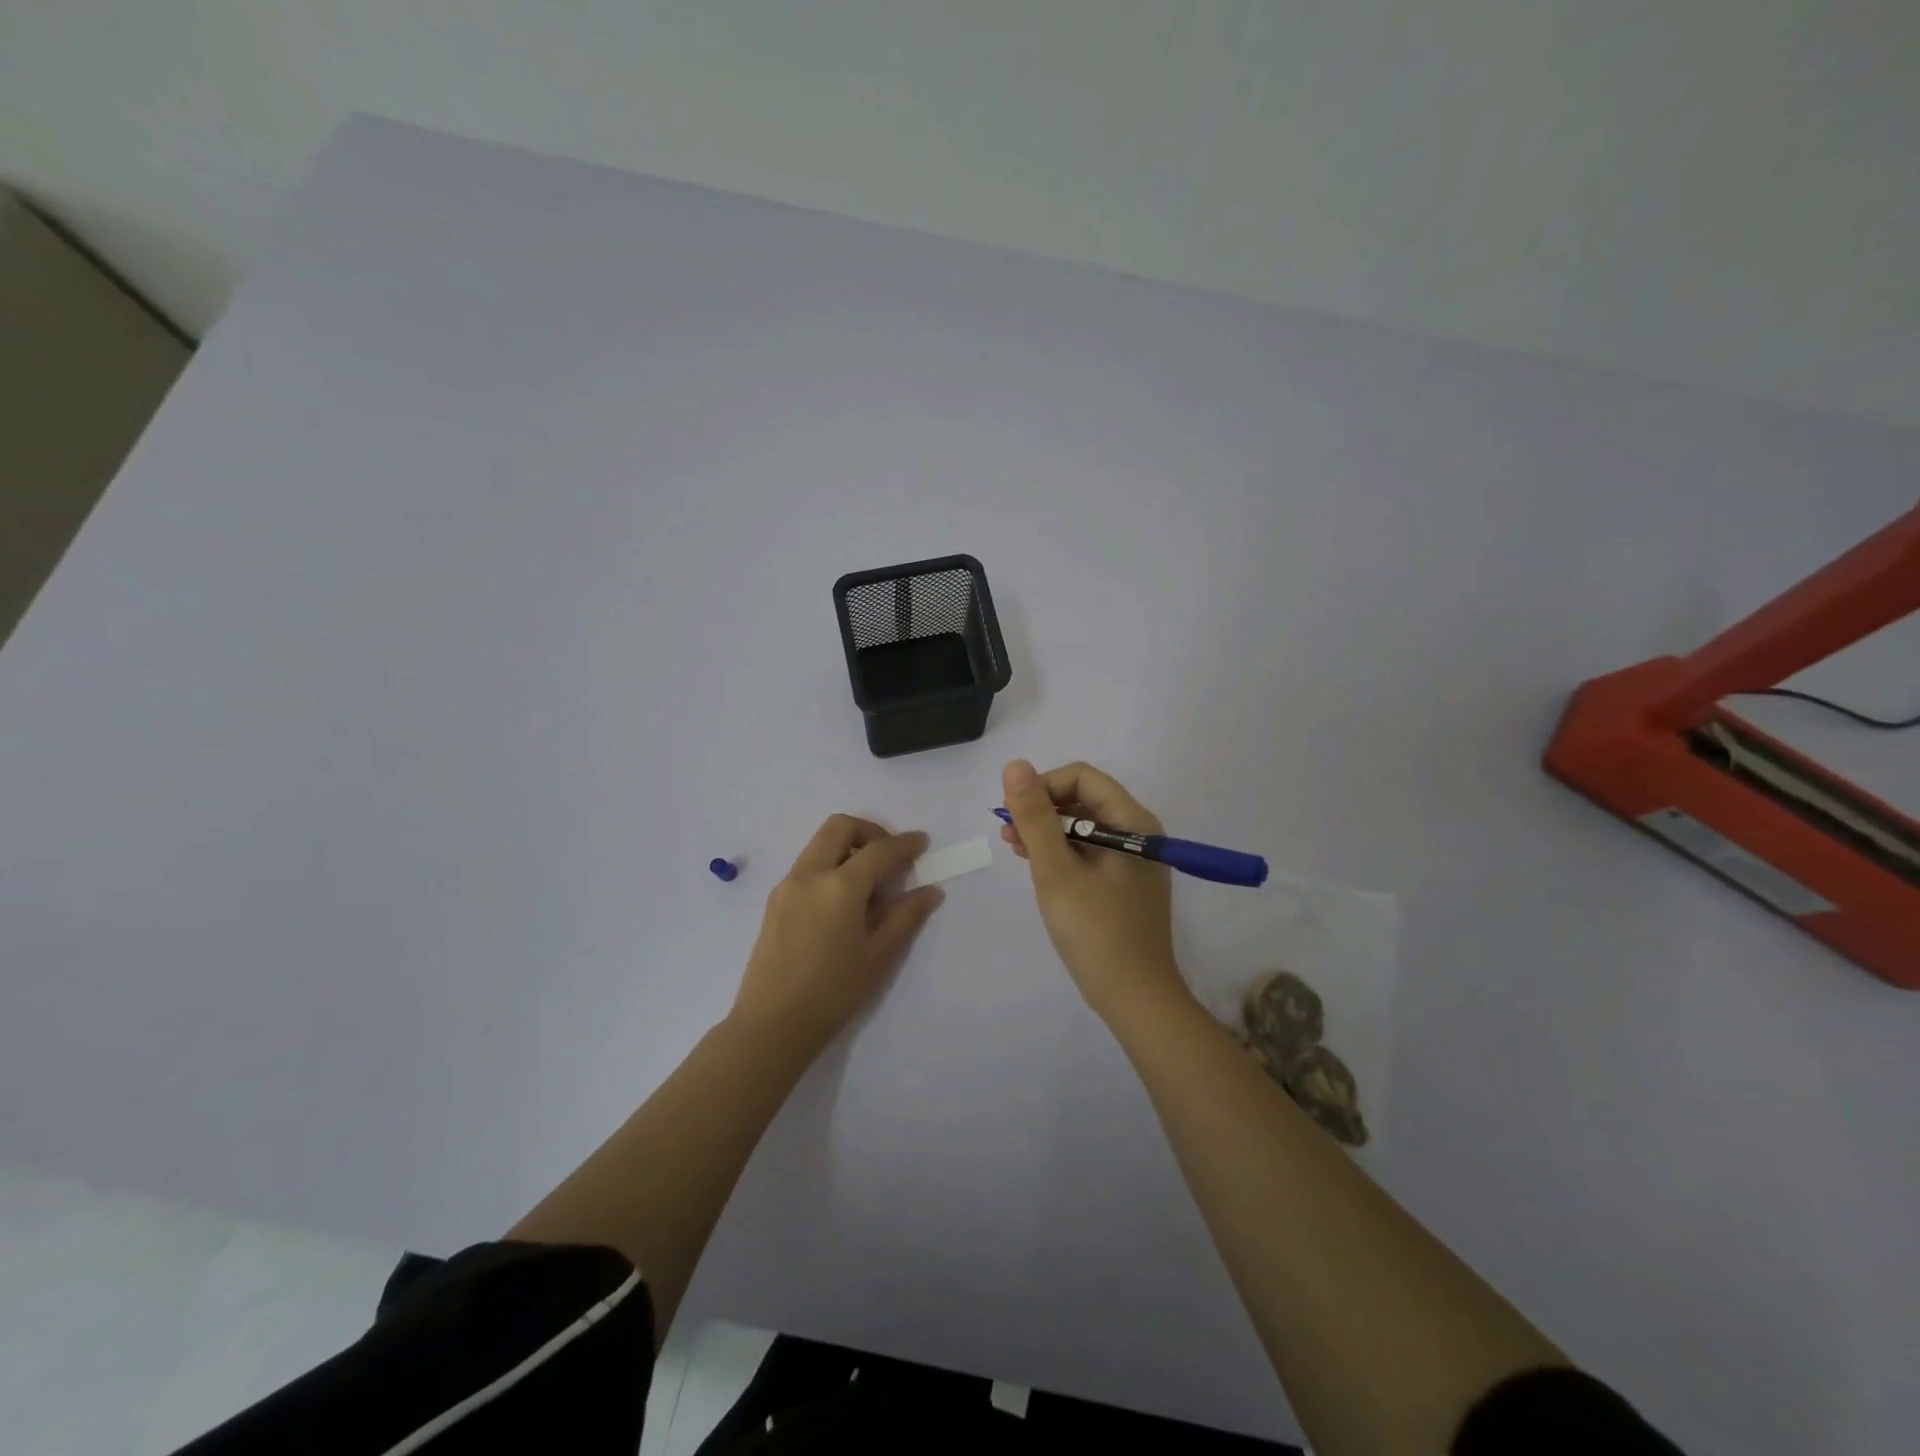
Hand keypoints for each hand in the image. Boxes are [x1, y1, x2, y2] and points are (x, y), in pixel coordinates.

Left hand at [732, 815, 943, 1057]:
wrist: (771, 1025)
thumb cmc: (833, 993)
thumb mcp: (879, 956)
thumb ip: (906, 916)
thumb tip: (931, 891)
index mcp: (840, 886)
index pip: (879, 850)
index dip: (905, 843)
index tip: (922, 843)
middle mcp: (810, 874)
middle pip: (840, 827)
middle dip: (869, 831)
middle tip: (890, 856)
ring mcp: (787, 885)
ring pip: (820, 844)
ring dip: (847, 848)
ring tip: (868, 886)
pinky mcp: (775, 901)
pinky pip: (807, 866)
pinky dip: (829, 866)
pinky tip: (842, 903)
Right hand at [999, 760, 1187, 1021]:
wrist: (1137, 1000)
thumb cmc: (1096, 932)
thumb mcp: (1056, 871)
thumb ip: (1035, 817)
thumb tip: (1016, 765)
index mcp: (1133, 822)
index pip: (1082, 778)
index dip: (1043, 787)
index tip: (1013, 815)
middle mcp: (1139, 833)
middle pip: (1084, 800)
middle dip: (1042, 810)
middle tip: (1008, 835)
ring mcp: (1135, 860)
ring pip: (1084, 827)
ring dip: (1048, 832)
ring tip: (1016, 850)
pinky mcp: (1127, 884)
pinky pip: (1091, 852)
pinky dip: (1063, 854)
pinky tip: (1040, 869)